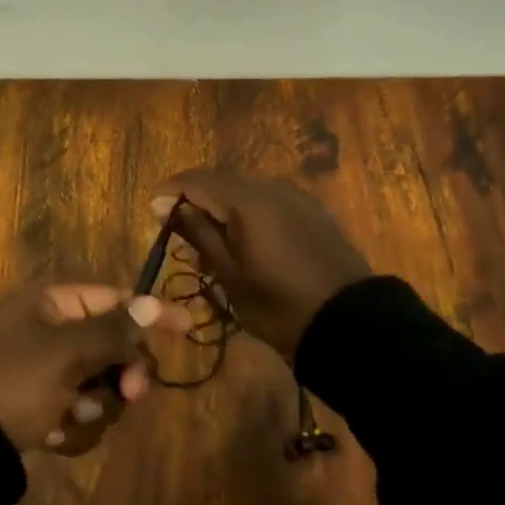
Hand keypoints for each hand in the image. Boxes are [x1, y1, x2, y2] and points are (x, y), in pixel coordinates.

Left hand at [0, 284, 190, 455]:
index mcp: (51, 303)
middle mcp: (50, 331)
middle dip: (120, 372)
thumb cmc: (14, 381)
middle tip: (129, 393)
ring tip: (70, 416)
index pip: (113, 299)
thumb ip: (114, 330)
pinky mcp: (41, 407)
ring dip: (95, 404)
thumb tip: (155, 301)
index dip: (149, 313)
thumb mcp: (66, 352)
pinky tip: (54, 435)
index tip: (187, 326)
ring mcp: (45, 371)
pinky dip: (74, 425)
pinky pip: (80, 410)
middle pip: (112, 345)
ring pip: (100, 383)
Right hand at [152, 170, 372, 357]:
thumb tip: (171, 206)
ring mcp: (296, 197)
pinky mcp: (313, 211)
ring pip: (246, 190)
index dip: (170, 190)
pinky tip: (246, 240)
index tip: (153, 211)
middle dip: (196, 199)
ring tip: (212, 241)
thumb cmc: (280, 305)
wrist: (351, 324)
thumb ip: (200, 234)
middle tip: (179, 231)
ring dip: (223, 207)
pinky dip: (249, 213)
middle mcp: (271, 187)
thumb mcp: (230, 275)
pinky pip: (269, 201)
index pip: (197, 180)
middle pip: (221, 181)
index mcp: (247, 200)